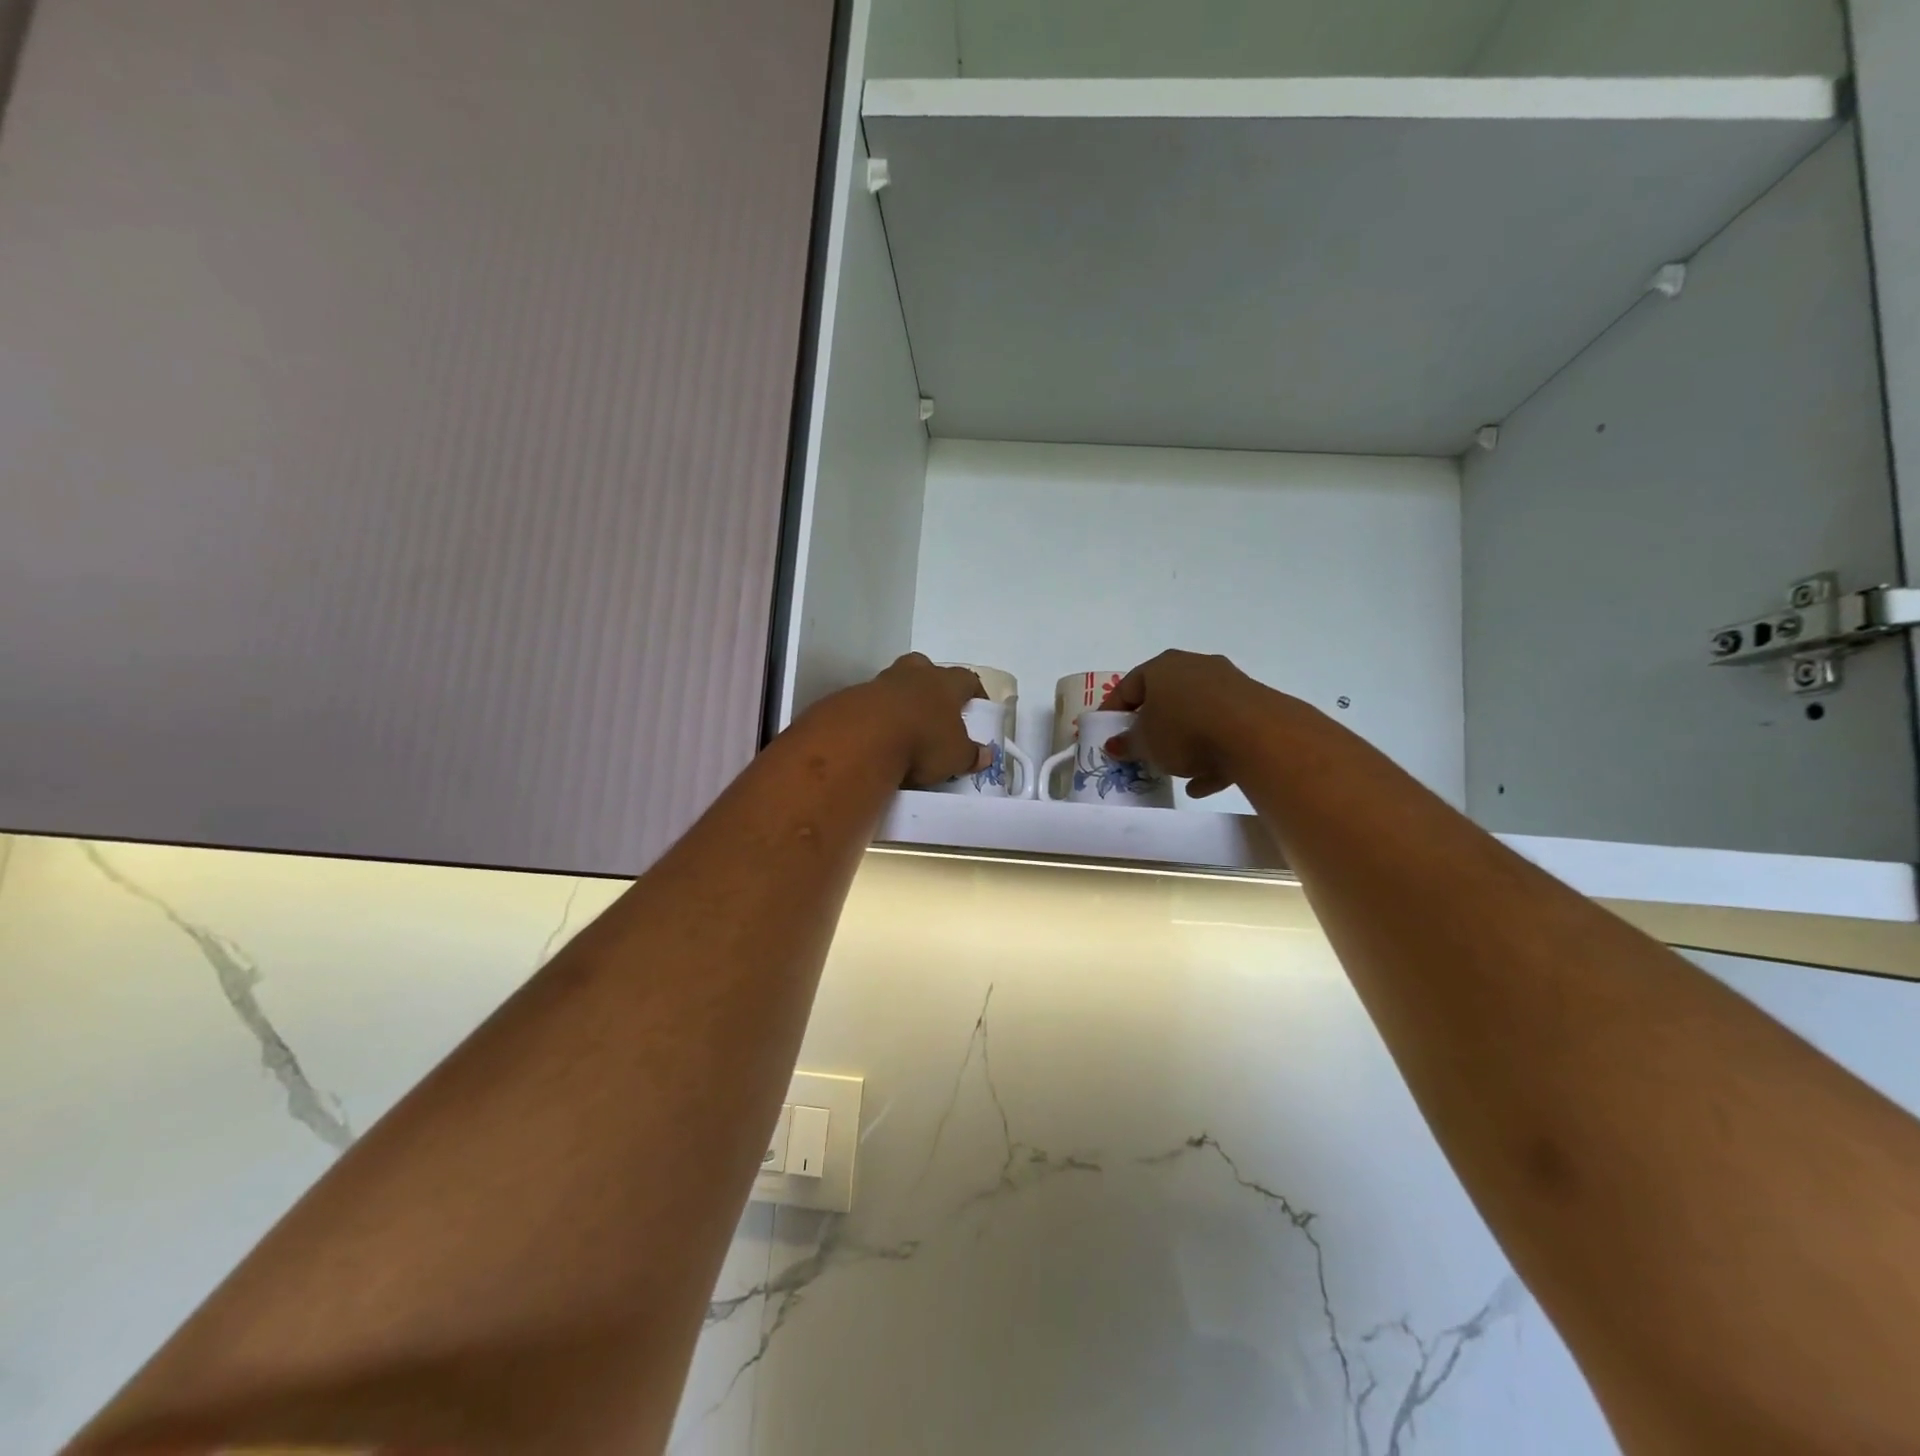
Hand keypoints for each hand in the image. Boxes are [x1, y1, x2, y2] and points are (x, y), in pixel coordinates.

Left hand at [865, 654, 989, 787]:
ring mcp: (880, 683)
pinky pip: (872, 702)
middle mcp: (914, 675)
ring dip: (902, 698)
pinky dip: (878, 715)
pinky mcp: (853, 697)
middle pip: (925, 667)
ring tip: (905, 725)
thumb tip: (986, 754)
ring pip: (896, 682)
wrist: (862, 739)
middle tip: (935, 707)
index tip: (977, 706)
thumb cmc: (922, 741)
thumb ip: (971, 754)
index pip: (967, 679)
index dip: (974, 691)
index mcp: (945, 683)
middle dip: (931, 683)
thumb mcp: (955, 756)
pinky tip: (879, 735)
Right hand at [1102, 651, 1266, 798]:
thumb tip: (1114, 744)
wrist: (1258, 736)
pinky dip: (1211, 754)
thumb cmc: (1185, 731)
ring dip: (1183, 744)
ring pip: (1196, 716)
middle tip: (1140, 750)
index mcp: (1162, 666)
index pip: (1127, 686)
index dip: (1112, 712)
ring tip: (1173, 773)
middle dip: (1151, 727)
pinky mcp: (1254, 706)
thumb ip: (1126, 744)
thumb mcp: (1145, 743)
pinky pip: (1223, 730)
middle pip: (1165, 698)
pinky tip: (1202, 783)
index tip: (1106, 735)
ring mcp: (1228, 684)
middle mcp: (1195, 666)